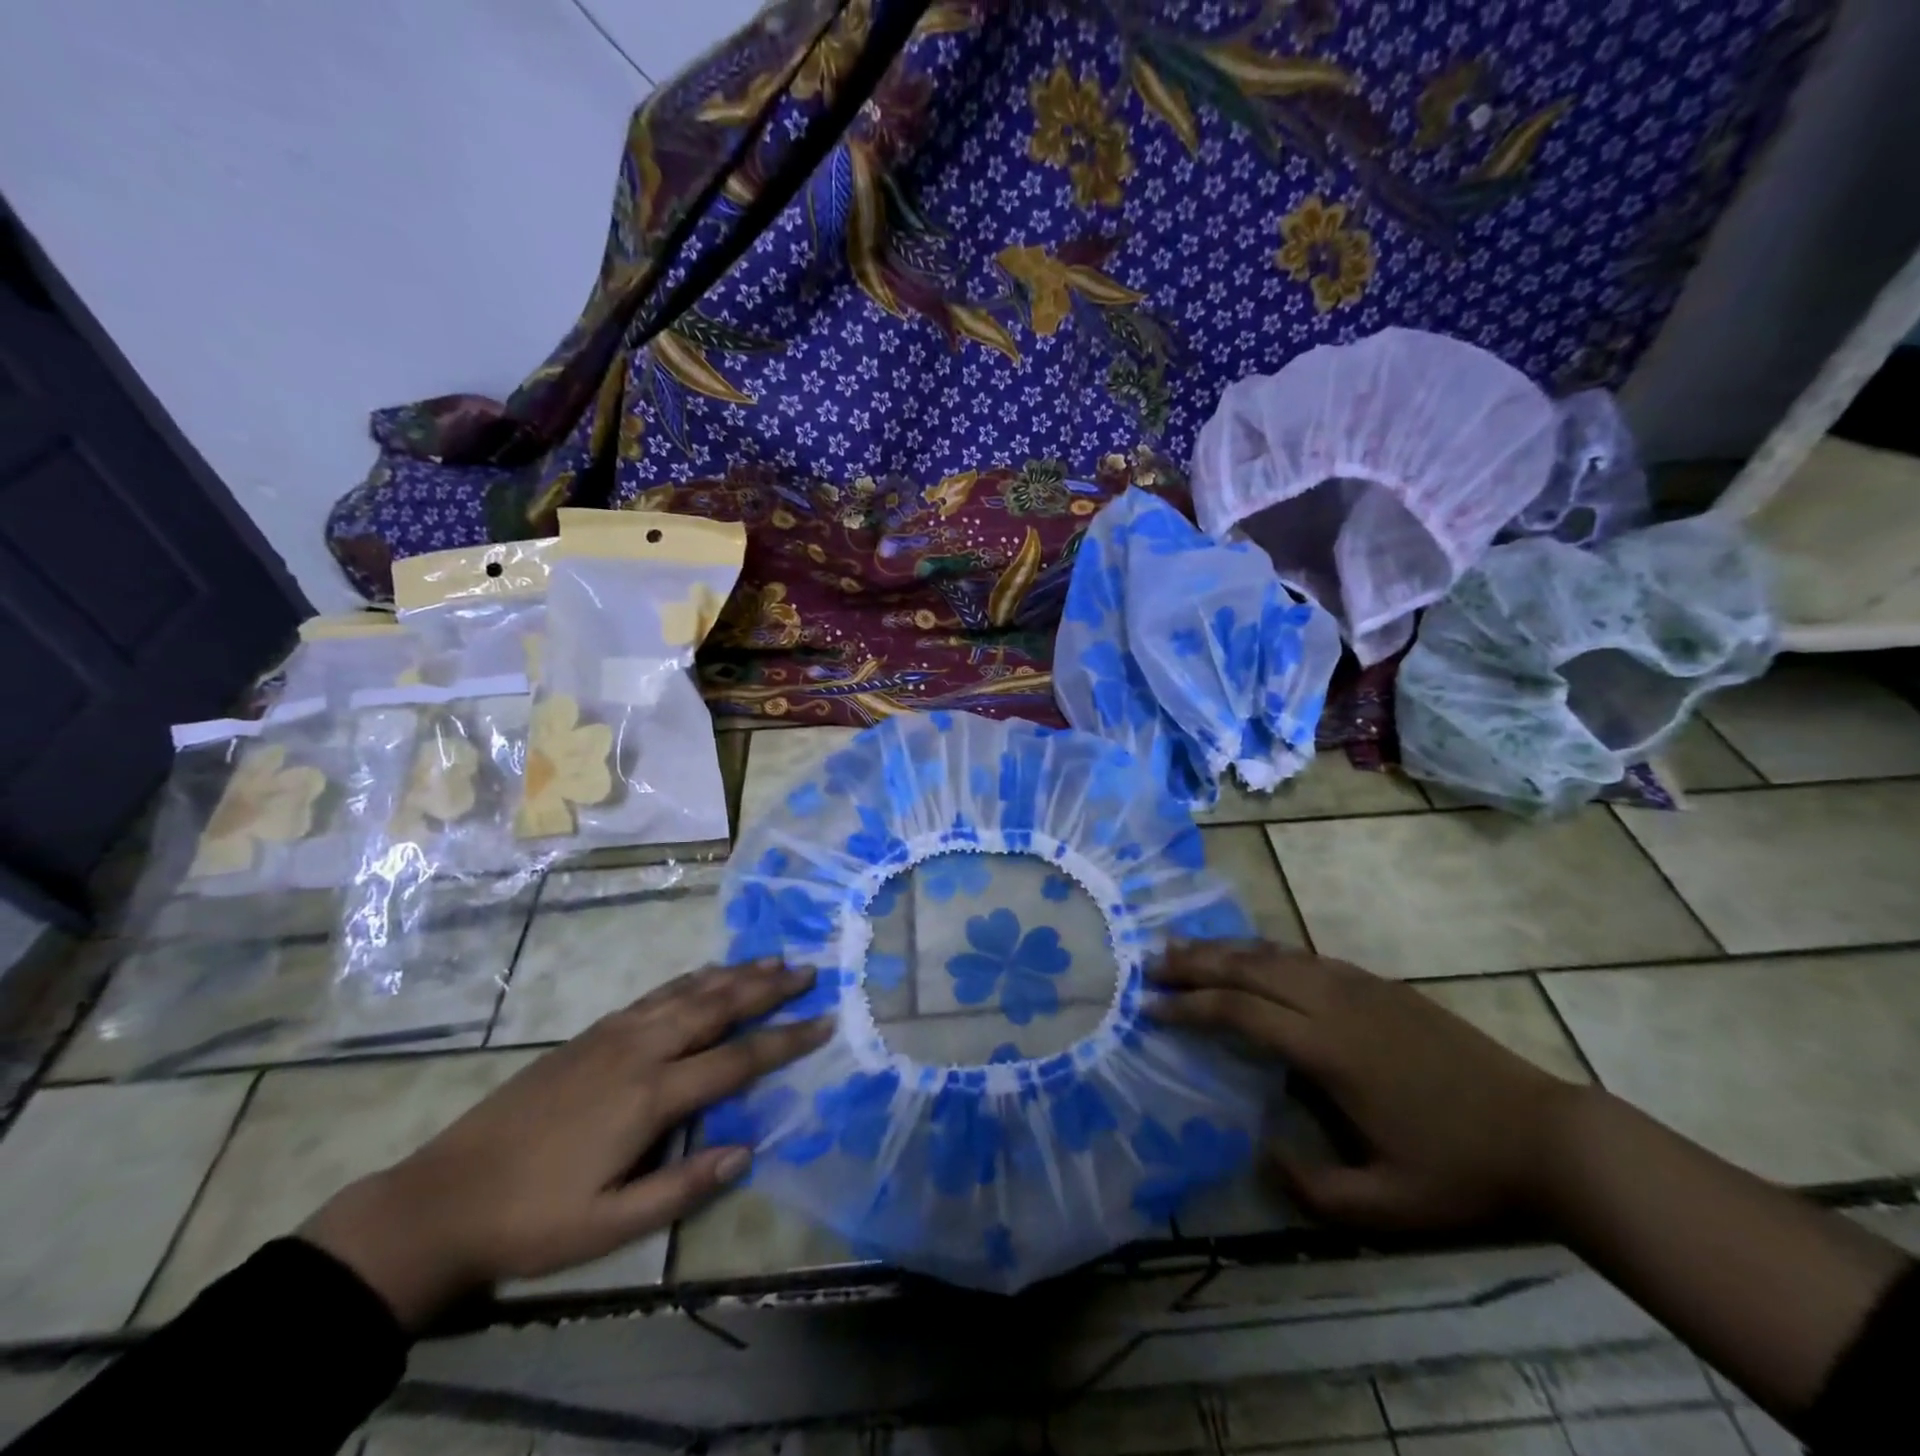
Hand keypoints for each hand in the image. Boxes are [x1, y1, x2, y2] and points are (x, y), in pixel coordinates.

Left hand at [302, 959, 828, 1328]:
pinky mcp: (592, 1032)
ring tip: (771, 959)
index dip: (785, 1040)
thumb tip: (748, 1149)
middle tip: (808, 969)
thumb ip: (682, 1186)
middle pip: (717, 1006)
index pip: (736, 1059)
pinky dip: (692, 978)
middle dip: (768, 987)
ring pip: (689, 991)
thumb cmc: (532, 1219)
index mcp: (651, 1095)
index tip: (824, 1021)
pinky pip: (656, 994)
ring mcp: (613, 1034)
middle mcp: (640, 1050)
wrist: (443, 1197)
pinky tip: (706, 974)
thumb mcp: (608, 1225)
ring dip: (735, 973)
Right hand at [1149, 943, 1582, 1231]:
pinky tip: (1249, 954)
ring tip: (1183, 946)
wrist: (1546, 1134)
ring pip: (1275, 953)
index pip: (1240, 1012)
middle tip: (1150, 962)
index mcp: (1328, 1050)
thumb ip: (1314, 1191)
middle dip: (1194, 963)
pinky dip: (1264, 950)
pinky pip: (1305, 955)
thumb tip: (1262, 1152)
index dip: (1190, 1006)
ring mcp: (1358, 986)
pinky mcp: (1378, 984)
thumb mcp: (1388, 1207)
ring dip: (1224, 949)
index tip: (1151, 1006)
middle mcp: (1334, 1003)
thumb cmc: (1462, 1171)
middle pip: (1249, 968)